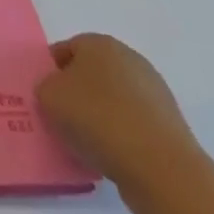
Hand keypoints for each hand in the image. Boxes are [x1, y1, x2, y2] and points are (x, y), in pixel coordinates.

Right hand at [36, 34, 209, 213]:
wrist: (162, 170)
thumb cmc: (98, 119)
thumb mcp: (48, 96)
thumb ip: (45, 87)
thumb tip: (58, 95)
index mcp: (100, 44)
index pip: (64, 50)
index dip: (50, 73)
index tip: (43, 97)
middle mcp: (130, 60)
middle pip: (90, 75)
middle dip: (75, 95)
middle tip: (59, 119)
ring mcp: (155, 94)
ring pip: (112, 102)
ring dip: (98, 118)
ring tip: (84, 144)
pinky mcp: (169, 127)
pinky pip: (132, 126)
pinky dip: (119, 138)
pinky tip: (109, 158)